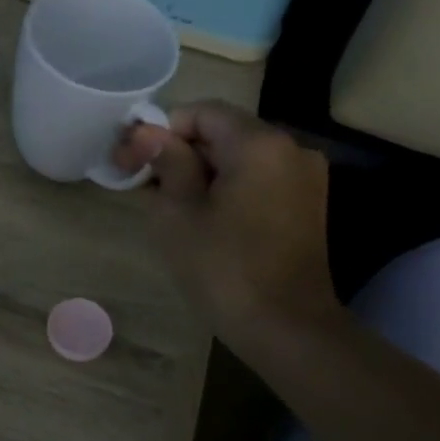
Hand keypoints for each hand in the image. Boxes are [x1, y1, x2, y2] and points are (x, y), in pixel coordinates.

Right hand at [115, 102, 339, 340]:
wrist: (286, 328)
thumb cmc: (223, 268)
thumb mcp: (178, 212)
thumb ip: (164, 161)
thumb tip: (147, 132)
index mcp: (259, 142)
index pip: (201, 112)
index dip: (161, 131)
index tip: (133, 161)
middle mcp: (290, 148)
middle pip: (222, 131)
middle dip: (179, 152)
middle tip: (141, 183)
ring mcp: (304, 177)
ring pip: (239, 156)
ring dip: (200, 171)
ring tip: (167, 204)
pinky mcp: (307, 203)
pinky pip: (258, 178)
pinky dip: (227, 186)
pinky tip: (203, 216)